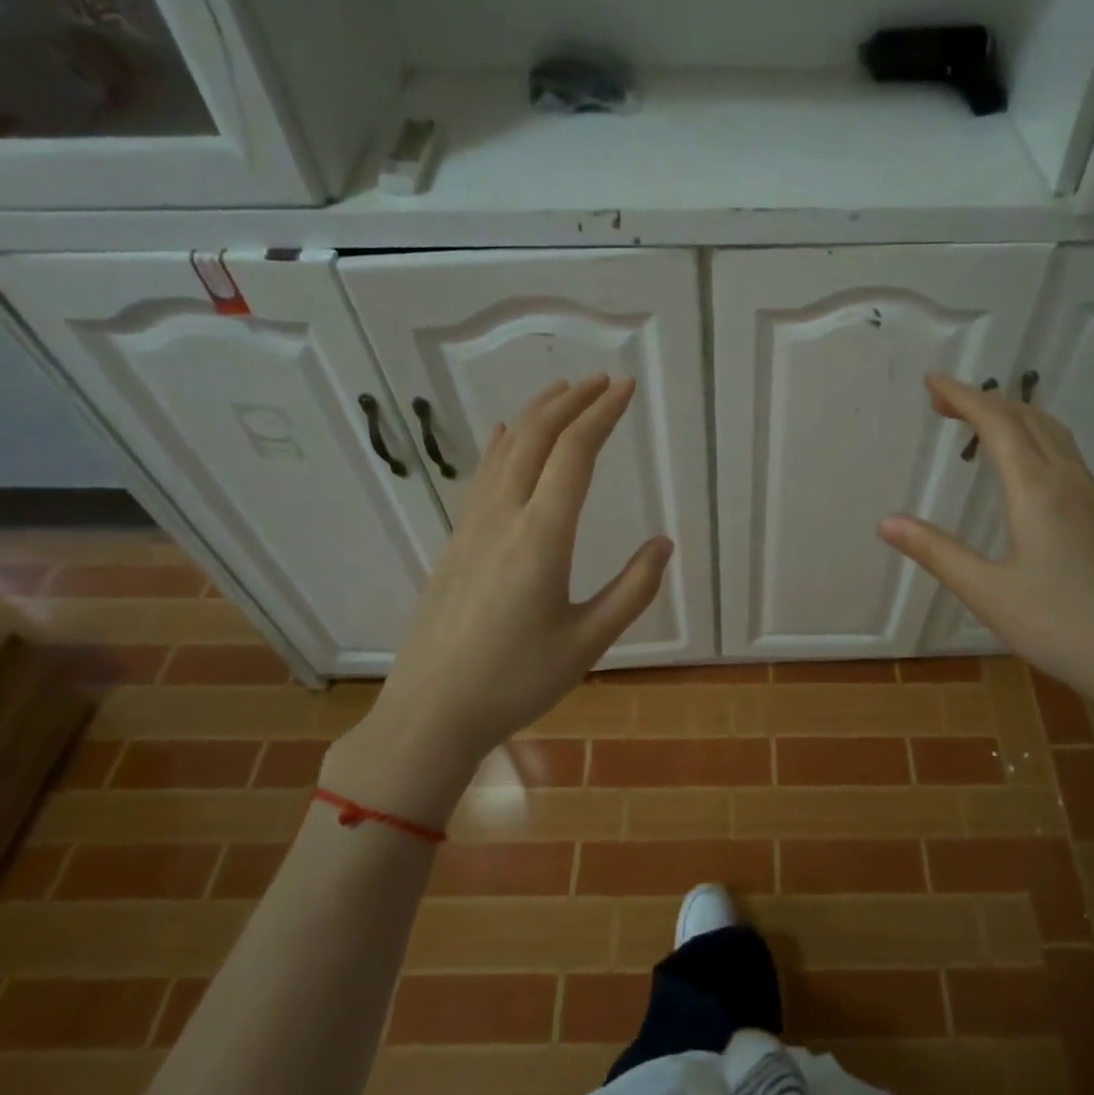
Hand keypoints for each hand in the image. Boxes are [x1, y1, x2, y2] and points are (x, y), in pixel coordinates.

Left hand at [332, 375, 672, 821]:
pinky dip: (502, 445)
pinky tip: (506, 436)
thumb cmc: (515, 683)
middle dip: (571, 402)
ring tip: (562, 392)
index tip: (625, 388)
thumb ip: (632, 591)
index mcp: (541, 539)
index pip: (575, 455)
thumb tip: (663, 544)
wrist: (430, 713)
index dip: (602, 415)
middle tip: (603, 381)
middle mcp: (503, 519)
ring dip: (536, 415)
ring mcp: (471, 528)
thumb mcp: (587, 644)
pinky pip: (482, 477)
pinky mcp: (455, 543)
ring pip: (505, 451)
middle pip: (536, 439)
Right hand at [879, 373, 1093, 751]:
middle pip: (1026, 418)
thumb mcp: (986, 591)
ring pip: (1051, 433)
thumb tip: (886, 522)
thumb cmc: (1057, 625)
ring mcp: (1089, 497)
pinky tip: (1022, 463)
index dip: (963, 397)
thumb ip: (935, 552)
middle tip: (942, 401)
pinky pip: (1063, 453)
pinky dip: (1033, 437)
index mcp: (1036, 490)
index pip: (997, 423)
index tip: (931, 382)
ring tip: (978, 421)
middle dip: (983, 400)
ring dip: (1012, 415)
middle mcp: (1066, 481)